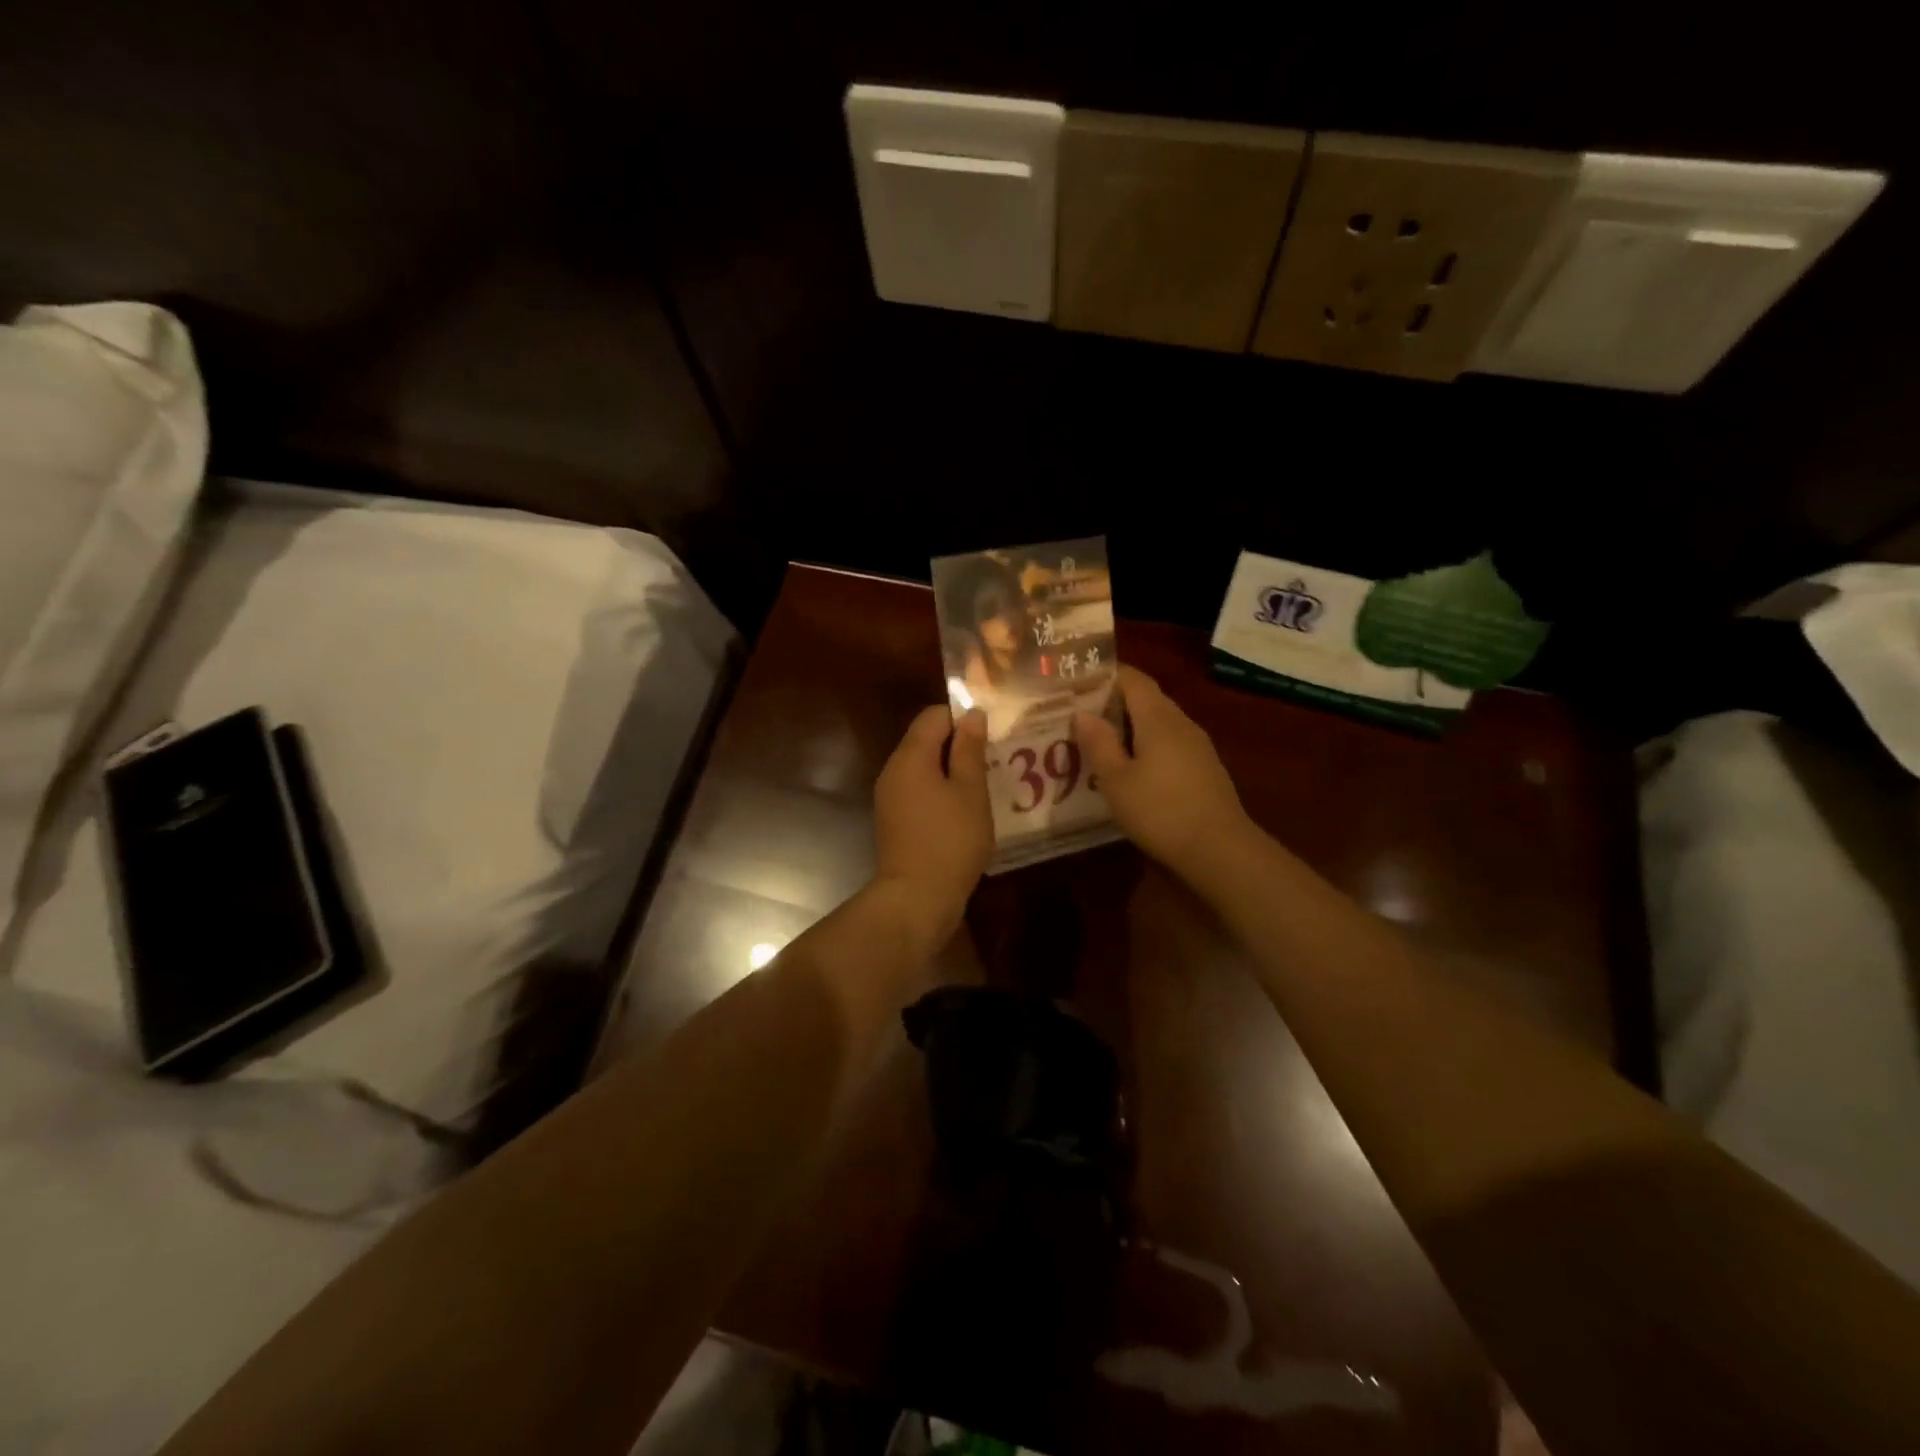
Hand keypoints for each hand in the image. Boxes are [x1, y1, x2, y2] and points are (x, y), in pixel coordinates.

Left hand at [872, 704, 992, 943]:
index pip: (933, 715)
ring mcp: (890, 797)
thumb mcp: (970, 791)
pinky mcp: (894, 820)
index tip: (991, 732)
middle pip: (925, 740)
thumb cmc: (950, 840)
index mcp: (910, 756)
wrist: (916, 898)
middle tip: (994, 757)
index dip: (963, 716)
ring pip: (923, 767)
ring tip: (985, 782)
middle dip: (958, 743)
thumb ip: (970, 749)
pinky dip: (940, 791)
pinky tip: (965, 808)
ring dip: (951, 769)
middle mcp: (893, 770)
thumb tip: (972, 715)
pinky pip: (919, 790)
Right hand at [1075, 665, 1250, 876]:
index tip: (1078, 682)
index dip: (1107, 675)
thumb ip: (1098, 743)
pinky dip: (1147, 745)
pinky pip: (1170, 743)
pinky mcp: (1205, 768)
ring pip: (1159, 722)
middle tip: (1081, 715)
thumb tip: (1082, 712)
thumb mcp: (1116, 780)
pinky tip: (1132, 768)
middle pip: (1147, 699)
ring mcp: (1198, 746)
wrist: (1219, 850)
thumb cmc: (1160, 811)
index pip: (1133, 679)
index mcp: (1158, 718)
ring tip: (1100, 742)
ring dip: (1130, 726)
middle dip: (1114, 701)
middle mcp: (1181, 723)